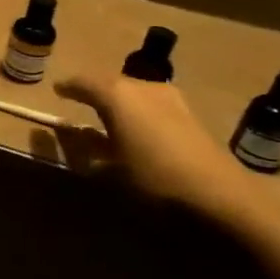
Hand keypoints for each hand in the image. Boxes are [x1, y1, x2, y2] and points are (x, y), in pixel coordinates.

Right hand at [53, 71, 253, 217]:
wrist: (222, 196)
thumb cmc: (154, 179)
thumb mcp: (110, 170)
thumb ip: (88, 148)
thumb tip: (76, 135)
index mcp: (118, 95)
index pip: (84, 82)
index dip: (69, 86)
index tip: (57, 90)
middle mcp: (143, 88)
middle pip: (111, 82)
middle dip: (94, 91)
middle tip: (80, 101)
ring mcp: (171, 99)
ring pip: (134, 92)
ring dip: (118, 102)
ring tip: (106, 117)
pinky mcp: (190, 115)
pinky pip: (152, 104)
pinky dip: (138, 112)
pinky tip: (136, 129)